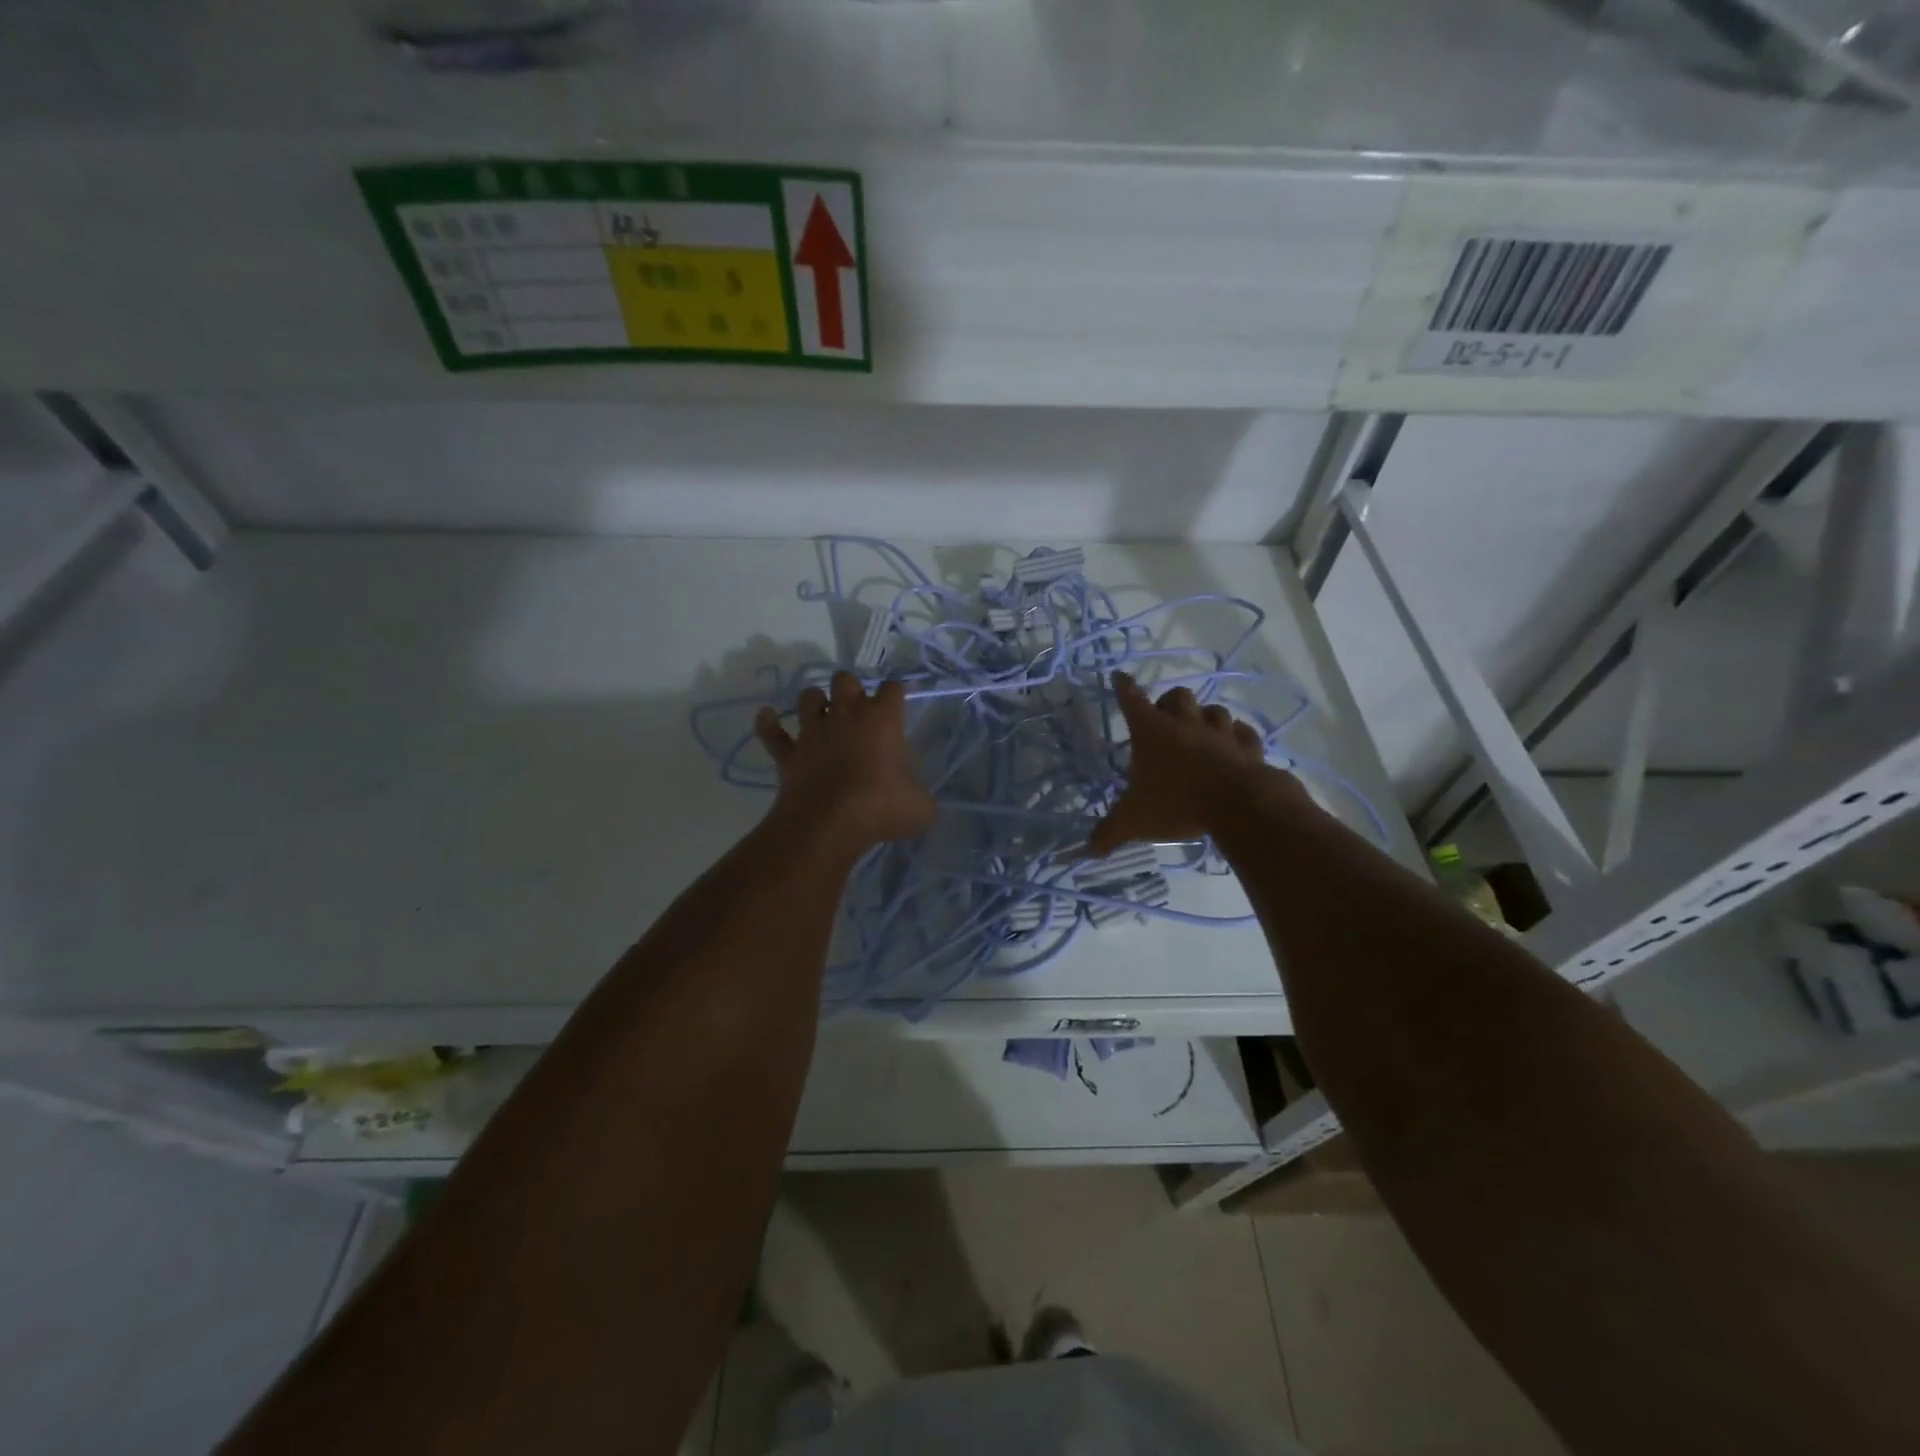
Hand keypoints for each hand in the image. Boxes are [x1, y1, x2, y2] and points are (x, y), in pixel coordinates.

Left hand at [755, 671, 936, 856]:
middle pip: (845, 680)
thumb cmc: (881, 808)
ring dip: (815, 701)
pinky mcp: (788, 754)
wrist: (829, 824)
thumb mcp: (920, 808)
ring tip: (821, 712)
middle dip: (851, 688)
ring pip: (809, 698)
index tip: (897, 702)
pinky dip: (768, 723)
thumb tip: (917, 802)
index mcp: (882, 720)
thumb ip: (920, 796)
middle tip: (858, 708)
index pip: (892, 689)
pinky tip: (767, 716)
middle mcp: (846, 716)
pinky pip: (771, 732)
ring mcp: (813, 732)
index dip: (895, 693)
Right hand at [1087, 671, 1299, 856]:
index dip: (1124, 688)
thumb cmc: (1177, 804)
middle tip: (1165, 718)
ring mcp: (1220, 733)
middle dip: (1169, 702)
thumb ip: (1109, 833)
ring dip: (1206, 716)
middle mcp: (1186, 724)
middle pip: (1178, 696)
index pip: (1132, 701)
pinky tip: (1235, 745)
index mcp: (1152, 733)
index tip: (1120, 676)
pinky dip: (1237, 736)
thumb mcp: (1134, 821)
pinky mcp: (1248, 748)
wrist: (1239, 806)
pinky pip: (1243, 733)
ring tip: (1201, 731)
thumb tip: (1086, 851)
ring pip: (1214, 710)